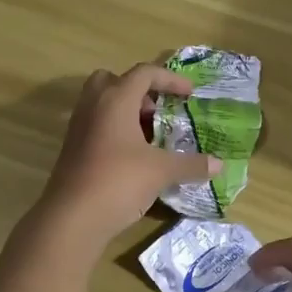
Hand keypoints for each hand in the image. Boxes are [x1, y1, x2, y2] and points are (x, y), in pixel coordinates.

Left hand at [40, 63, 218, 246]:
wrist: (72, 218)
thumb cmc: (119, 181)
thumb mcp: (161, 171)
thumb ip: (191, 164)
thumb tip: (219, 165)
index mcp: (115, 99)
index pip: (144, 73)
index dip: (170, 79)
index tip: (190, 95)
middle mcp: (93, 106)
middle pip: (114, 80)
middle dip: (139, 90)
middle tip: (158, 110)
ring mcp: (78, 127)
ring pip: (102, 103)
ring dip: (126, 111)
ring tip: (150, 135)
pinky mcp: (72, 148)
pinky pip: (96, 125)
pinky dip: (115, 130)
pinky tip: (132, 156)